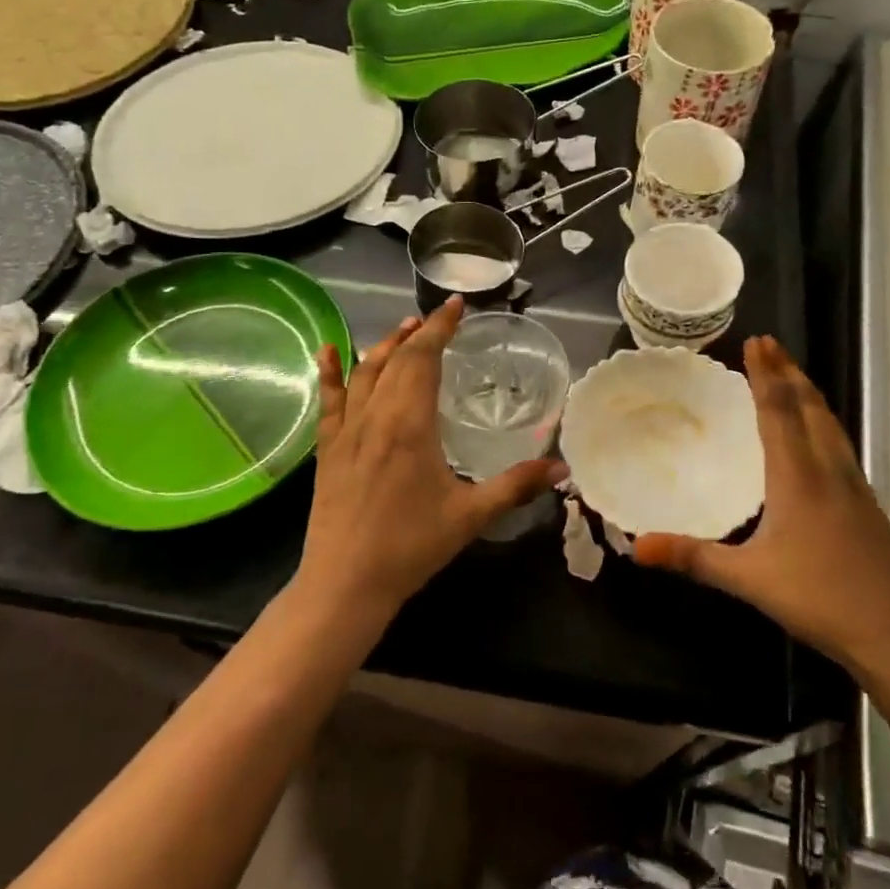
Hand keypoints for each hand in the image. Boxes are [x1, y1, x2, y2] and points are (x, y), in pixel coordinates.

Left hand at [300, 296, 564, 618]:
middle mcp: (375, 416)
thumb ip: (516, 486)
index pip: (423, 359)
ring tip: (403, 329)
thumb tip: (562, 469)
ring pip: (364, 372)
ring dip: (384, 346)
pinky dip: (329, 372)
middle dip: (418, 333)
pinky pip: (329, 400)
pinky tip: (327, 351)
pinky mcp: (328, 448)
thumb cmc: (411, 546)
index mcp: (409, 424)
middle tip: (438, 318)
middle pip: (396, 359)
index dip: (440, 328)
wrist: (345, 582)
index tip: (456, 306)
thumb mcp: (470, 515)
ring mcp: (346, 430)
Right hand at [634, 336, 889, 678]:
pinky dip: (823, 423)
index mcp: (799, 477)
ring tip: (793, 378)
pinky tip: (819, 441)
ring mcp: (855, 488)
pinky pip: (840, 446)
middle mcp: (829, 471)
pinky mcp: (868, 508)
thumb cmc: (821, 598)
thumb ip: (693, 558)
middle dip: (789, 373)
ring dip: (809, 394)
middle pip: (810, 408)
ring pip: (831, 425)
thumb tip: (636, 547)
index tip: (757, 342)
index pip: (780, 411)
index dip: (766, 375)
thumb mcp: (749, 579)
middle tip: (771, 346)